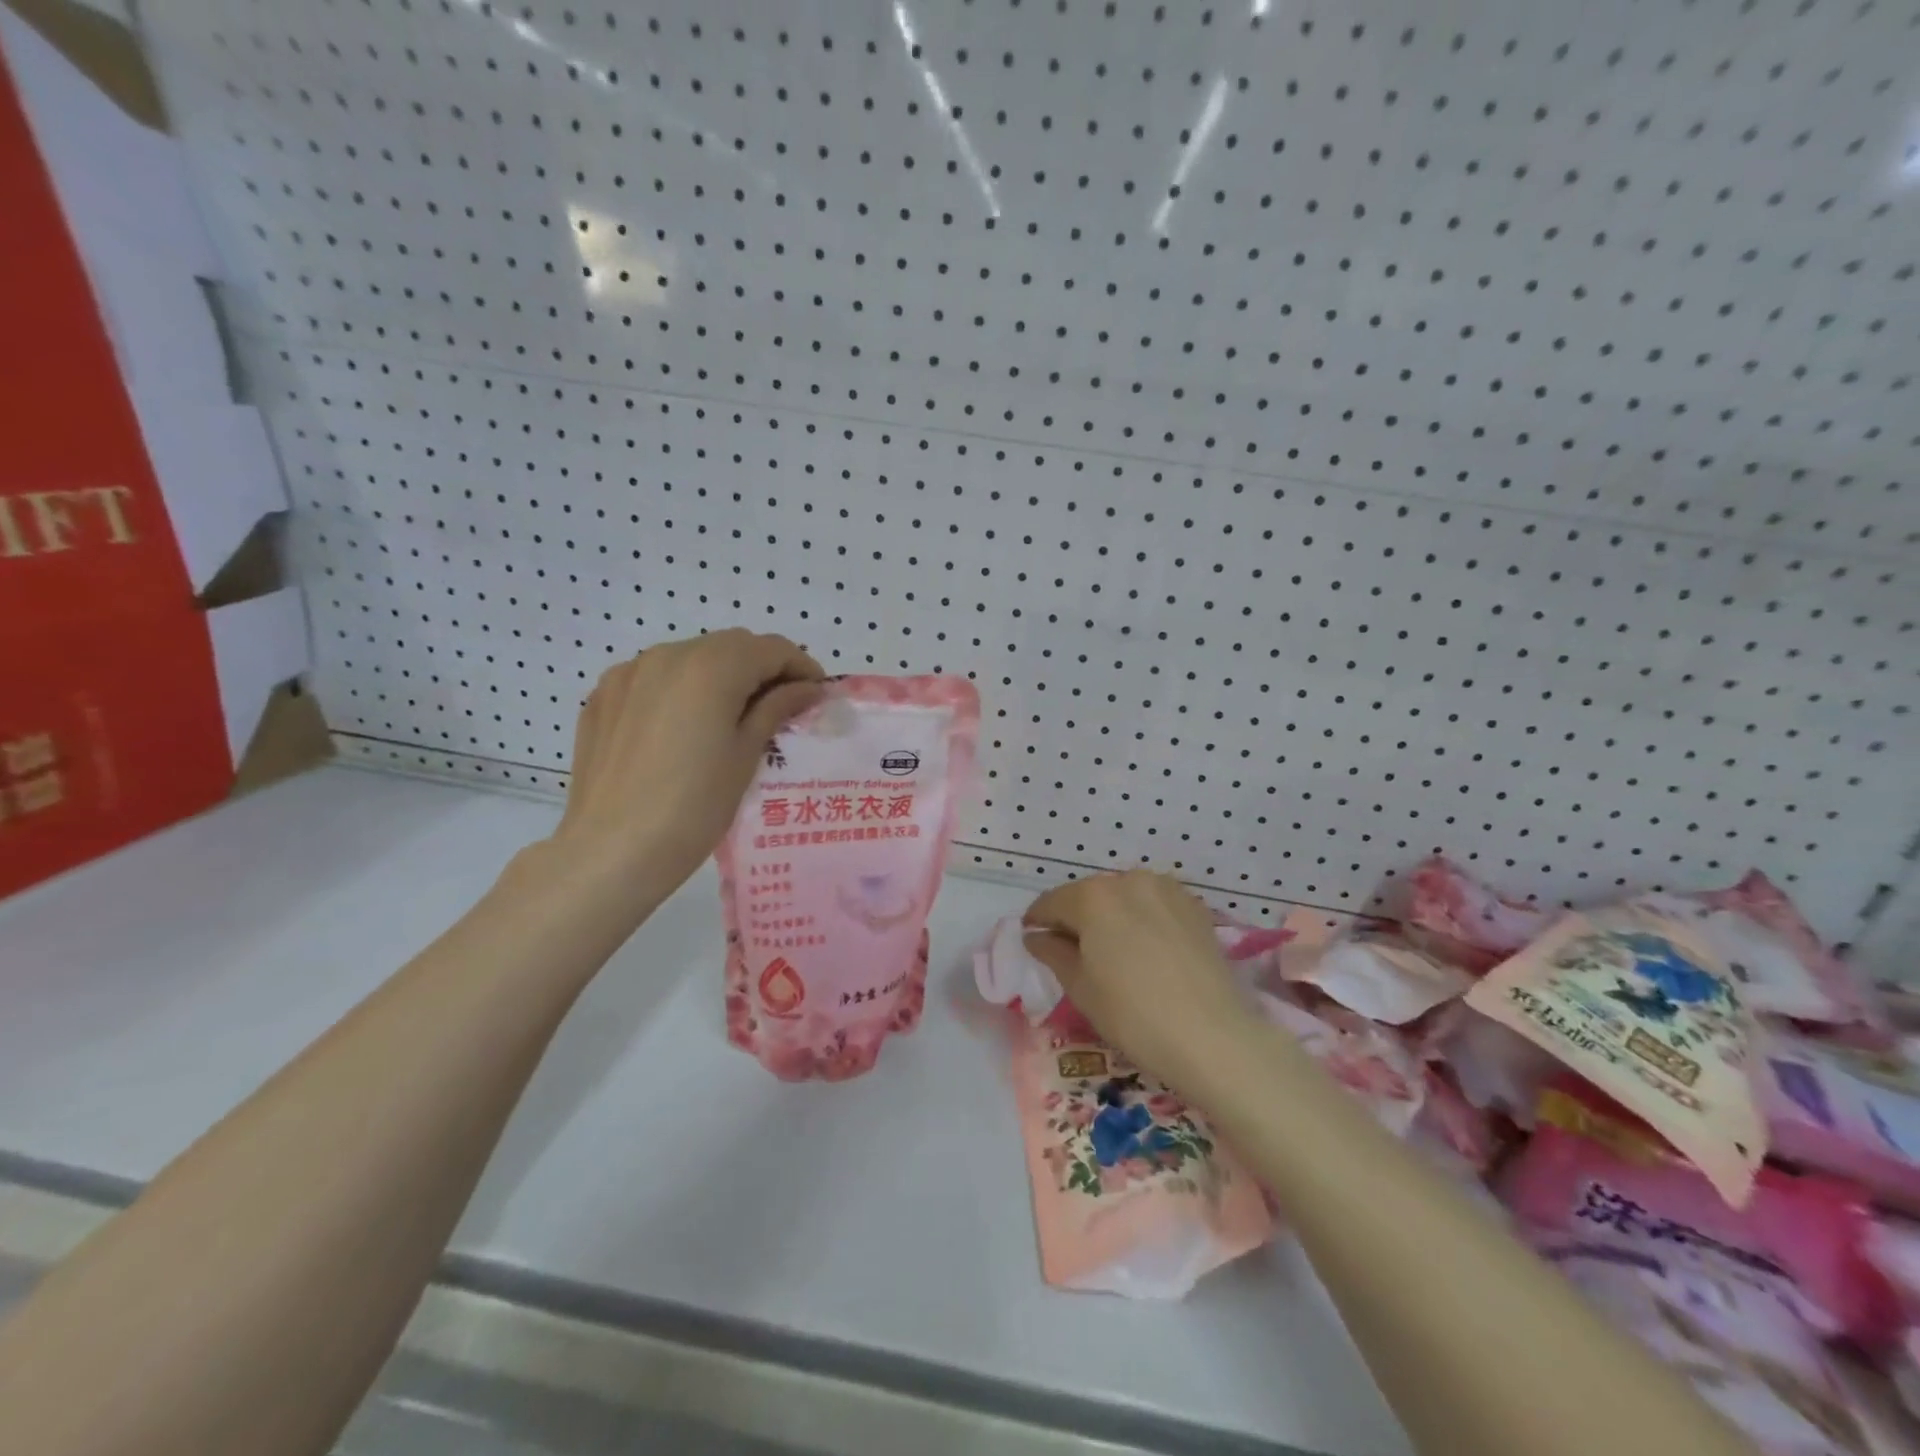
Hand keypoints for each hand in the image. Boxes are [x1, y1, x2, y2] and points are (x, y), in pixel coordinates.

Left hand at [545, 629, 824, 904]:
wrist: (611, 852)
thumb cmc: (694, 807)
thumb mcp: (746, 755)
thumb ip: (777, 708)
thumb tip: (808, 688)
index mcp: (711, 667)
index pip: (771, 648)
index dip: (801, 666)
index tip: (815, 695)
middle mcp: (668, 655)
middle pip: (730, 646)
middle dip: (762, 668)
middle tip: (781, 707)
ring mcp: (629, 673)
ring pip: (691, 658)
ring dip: (721, 675)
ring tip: (731, 718)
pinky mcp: (603, 696)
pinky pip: (655, 677)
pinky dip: (681, 689)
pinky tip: (684, 727)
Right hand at [1023, 870, 1257, 1095]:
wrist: (1213, 1036)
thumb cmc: (1133, 1015)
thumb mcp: (1080, 987)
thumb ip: (1053, 953)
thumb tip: (1036, 936)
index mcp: (1093, 896)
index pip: (1052, 902)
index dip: (1037, 921)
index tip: (1032, 939)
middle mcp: (1128, 880)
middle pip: (1089, 895)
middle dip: (1076, 918)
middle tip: (1071, 950)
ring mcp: (1166, 890)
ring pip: (1124, 897)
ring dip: (1111, 916)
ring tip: (1112, 951)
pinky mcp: (1194, 907)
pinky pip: (1154, 905)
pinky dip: (1142, 919)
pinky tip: (1146, 949)